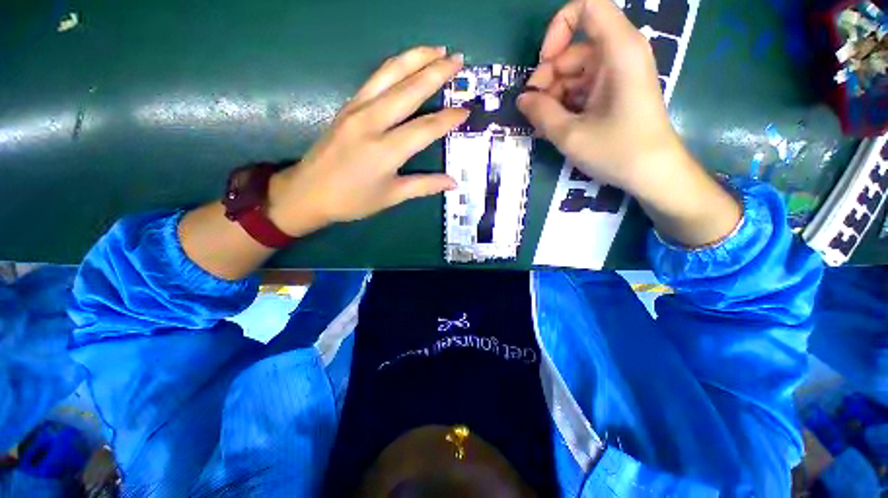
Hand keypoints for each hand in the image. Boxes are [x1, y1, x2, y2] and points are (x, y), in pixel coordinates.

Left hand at [268, 46, 468, 235]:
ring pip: (390, 74)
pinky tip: (406, 63)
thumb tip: (453, 182)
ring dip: (415, 58)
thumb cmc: (352, 200)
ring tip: (437, 49)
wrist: (307, 193)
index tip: (465, 110)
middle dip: (436, 72)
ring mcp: (356, 109)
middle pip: (409, 90)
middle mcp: (372, 122)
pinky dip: (394, 66)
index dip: (447, 119)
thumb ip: (424, 185)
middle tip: (458, 60)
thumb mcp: (392, 196)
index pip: (425, 128)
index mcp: (385, 150)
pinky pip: (375, 79)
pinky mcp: (347, 106)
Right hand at [517, 0, 680, 193]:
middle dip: (548, 79)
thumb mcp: (570, 134)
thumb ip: (541, 112)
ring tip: (541, 126)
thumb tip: (522, 99)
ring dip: (553, 97)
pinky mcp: (614, 91)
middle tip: (534, 112)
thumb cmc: (617, 151)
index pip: (586, 7)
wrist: (653, 174)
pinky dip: (564, 104)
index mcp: (618, 50)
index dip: (557, 29)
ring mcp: (617, 74)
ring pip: (573, 73)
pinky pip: (581, 88)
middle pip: (573, 49)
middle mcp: (620, 53)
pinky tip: (553, 127)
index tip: (543, 64)